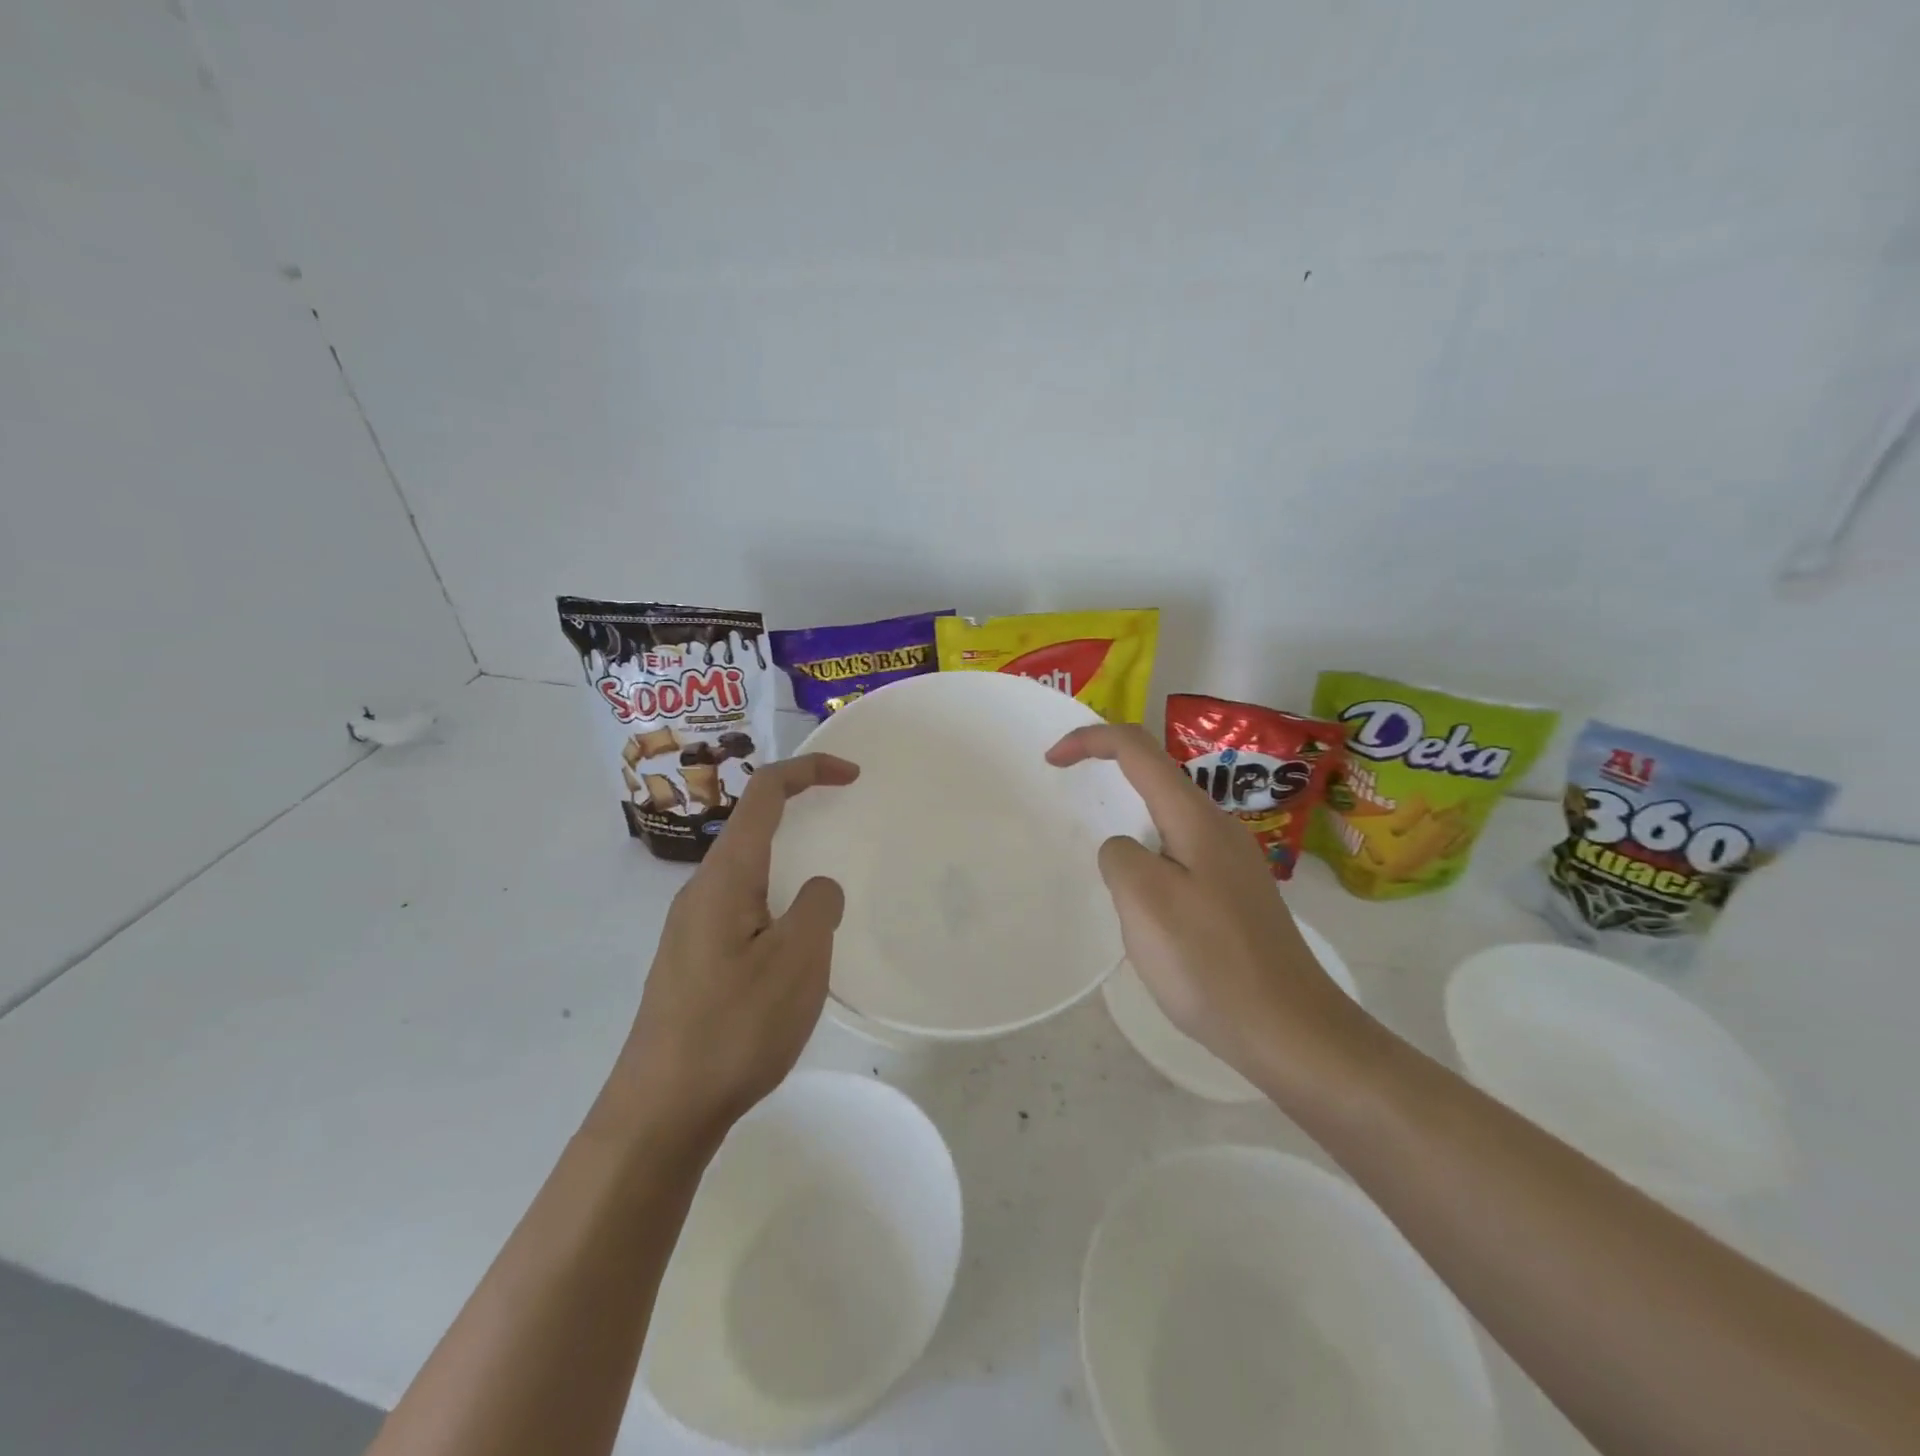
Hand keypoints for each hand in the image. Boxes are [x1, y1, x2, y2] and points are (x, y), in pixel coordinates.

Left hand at [601, 753, 859, 1145]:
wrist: (660, 1111)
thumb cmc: (734, 1027)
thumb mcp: (798, 961)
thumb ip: (818, 906)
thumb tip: (818, 890)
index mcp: (725, 876)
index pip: (764, 793)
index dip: (808, 770)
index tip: (852, 775)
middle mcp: (701, 891)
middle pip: (751, 826)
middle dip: (799, 812)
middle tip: (844, 826)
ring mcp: (690, 928)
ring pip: (747, 872)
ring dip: (788, 863)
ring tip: (826, 895)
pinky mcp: (692, 962)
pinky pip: (741, 909)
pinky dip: (775, 902)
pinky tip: (793, 949)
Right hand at [1047, 724, 1367, 1079]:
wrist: (1289, 1030)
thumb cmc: (1210, 962)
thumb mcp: (1144, 901)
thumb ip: (1120, 856)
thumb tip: (1124, 851)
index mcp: (1196, 818)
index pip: (1139, 750)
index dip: (1091, 740)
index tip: (1051, 761)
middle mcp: (1219, 828)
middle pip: (1156, 778)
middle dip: (1108, 775)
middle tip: (1069, 801)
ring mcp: (1232, 863)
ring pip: (1168, 820)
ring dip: (1128, 821)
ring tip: (1100, 859)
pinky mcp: (1234, 895)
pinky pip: (1180, 855)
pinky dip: (1148, 856)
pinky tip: (1141, 901)